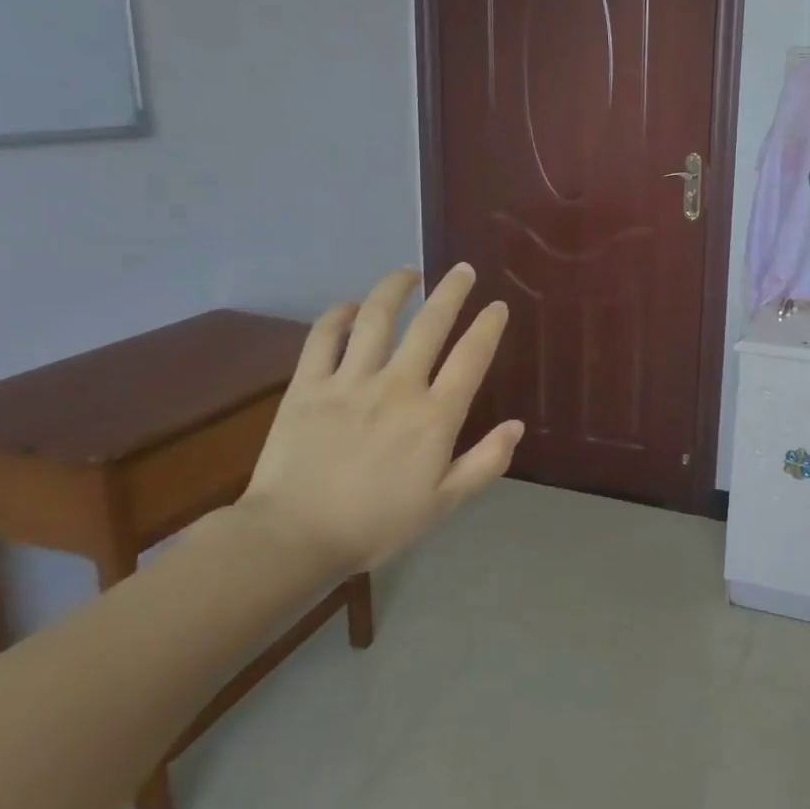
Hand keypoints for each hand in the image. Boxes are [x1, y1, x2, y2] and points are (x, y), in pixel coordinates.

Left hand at [240, 265, 522, 572]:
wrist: (293, 538)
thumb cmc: (376, 523)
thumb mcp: (444, 503)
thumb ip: (485, 462)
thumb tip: (516, 426)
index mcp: (434, 416)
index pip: (471, 357)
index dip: (488, 326)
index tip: (497, 306)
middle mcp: (397, 386)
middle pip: (430, 324)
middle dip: (451, 292)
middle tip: (462, 270)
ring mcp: (349, 381)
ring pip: (376, 318)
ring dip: (395, 289)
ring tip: (409, 274)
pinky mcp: (308, 386)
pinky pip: (323, 337)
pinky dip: (338, 315)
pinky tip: (350, 307)